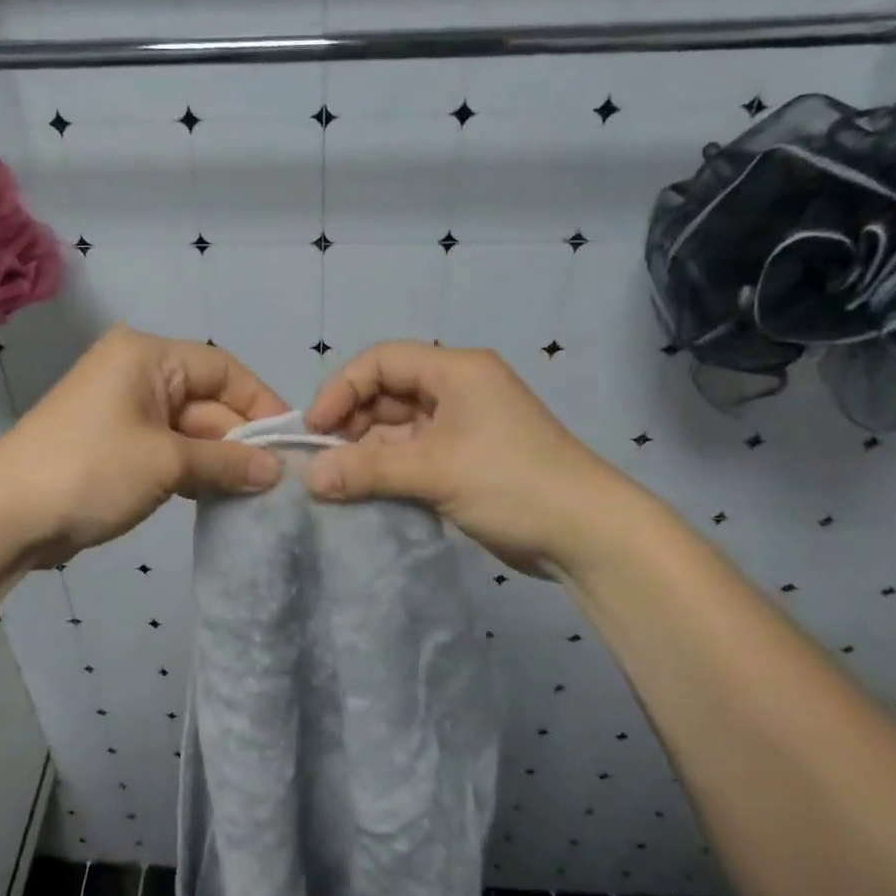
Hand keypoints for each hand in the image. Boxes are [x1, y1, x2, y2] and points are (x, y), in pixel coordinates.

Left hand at [0, 326, 288, 563]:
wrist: (6, 515)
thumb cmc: (91, 470)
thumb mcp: (167, 463)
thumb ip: (227, 462)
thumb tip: (276, 471)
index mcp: (147, 357)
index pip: (223, 368)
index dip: (261, 402)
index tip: (291, 441)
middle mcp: (136, 375)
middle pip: (207, 401)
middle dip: (240, 439)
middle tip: (280, 479)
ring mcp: (123, 412)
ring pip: (189, 430)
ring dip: (219, 460)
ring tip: (258, 492)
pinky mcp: (115, 447)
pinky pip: (167, 451)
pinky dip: (192, 472)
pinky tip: (220, 497)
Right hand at [303, 341, 650, 576]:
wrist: (586, 534)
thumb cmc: (511, 483)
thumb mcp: (434, 471)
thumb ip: (367, 470)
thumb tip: (309, 479)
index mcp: (456, 372)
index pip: (382, 361)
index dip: (342, 388)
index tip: (314, 429)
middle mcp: (457, 391)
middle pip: (387, 393)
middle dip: (351, 423)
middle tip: (322, 461)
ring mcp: (462, 427)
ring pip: (397, 428)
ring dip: (367, 451)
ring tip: (337, 482)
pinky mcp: (464, 461)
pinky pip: (412, 455)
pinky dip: (387, 470)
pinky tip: (363, 491)